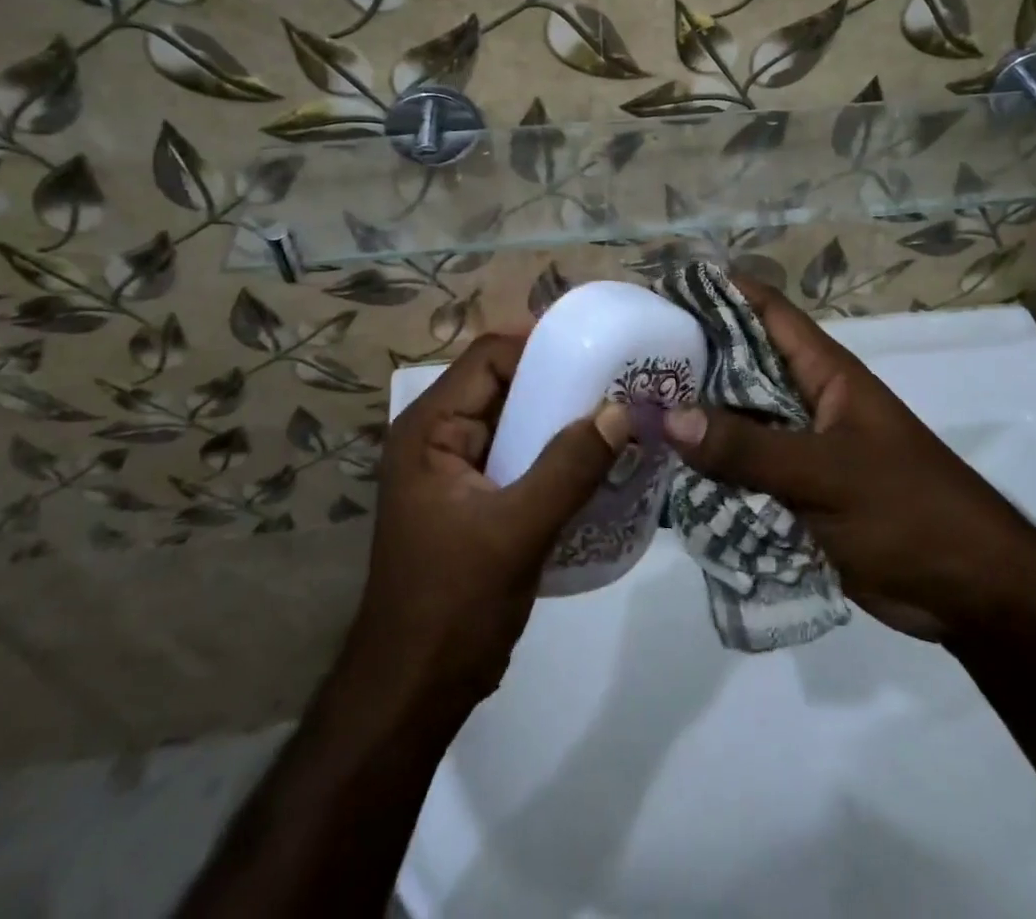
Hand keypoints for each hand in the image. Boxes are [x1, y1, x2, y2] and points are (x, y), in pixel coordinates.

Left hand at [343, 333, 631, 712]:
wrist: (414, 692)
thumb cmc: (452, 605)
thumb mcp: (515, 531)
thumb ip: (569, 467)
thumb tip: (621, 409)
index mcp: (430, 428)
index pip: (489, 357)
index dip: (541, 344)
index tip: (598, 348)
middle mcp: (439, 436)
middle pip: (505, 384)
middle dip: (560, 380)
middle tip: (621, 378)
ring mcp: (457, 469)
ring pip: (517, 421)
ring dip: (562, 416)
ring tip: (620, 412)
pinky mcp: (477, 498)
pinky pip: (522, 456)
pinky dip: (557, 451)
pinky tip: (599, 459)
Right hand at [662, 279, 1035, 641]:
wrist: (972, 593)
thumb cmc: (910, 512)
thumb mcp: (828, 474)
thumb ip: (749, 448)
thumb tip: (666, 416)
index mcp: (824, 374)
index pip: (767, 312)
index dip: (720, 291)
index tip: (663, 289)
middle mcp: (805, 403)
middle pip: (739, 367)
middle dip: (689, 362)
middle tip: (625, 362)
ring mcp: (800, 451)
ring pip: (736, 425)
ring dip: (693, 424)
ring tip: (628, 416)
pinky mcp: (796, 496)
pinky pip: (742, 475)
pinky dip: (708, 475)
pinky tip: (661, 480)